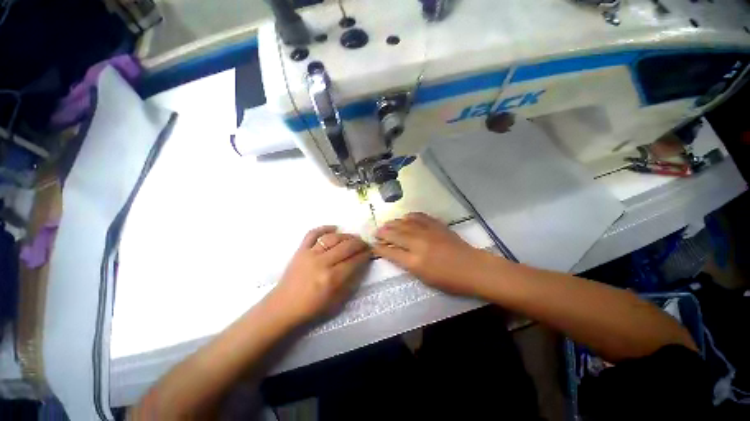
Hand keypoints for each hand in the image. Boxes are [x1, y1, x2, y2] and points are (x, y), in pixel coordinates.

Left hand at [270, 226, 370, 324]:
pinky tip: (334, 228)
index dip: (365, 255)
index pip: (354, 261)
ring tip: (353, 238)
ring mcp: (310, 254)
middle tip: (365, 244)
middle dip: (359, 243)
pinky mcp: (300, 250)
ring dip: (346, 236)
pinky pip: (312, 234)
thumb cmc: (311, 307)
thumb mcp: (336, 301)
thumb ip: (350, 281)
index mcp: (332, 278)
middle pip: (346, 246)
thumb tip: (361, 264)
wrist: (283, 307)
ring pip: (333, 238)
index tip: (370, 252)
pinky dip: (324, 228)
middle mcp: (322, 263)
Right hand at [373, 213, 488, 296]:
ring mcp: (428, 232)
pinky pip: (420, 217)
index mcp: (415, 262)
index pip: (391, 252)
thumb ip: (408, 265)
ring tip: (386, 224)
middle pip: (395, 235)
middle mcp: (418, 244)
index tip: (373, 245)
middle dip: (383, 233)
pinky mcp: (437, 226)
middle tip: (376, 232)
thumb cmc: (450, 280)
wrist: (473, 268)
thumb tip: (396, 254)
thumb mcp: (425, 278)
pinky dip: (410, 216)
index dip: (380, 248)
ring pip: (405, 224)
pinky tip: (405, 217)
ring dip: (393, 223)